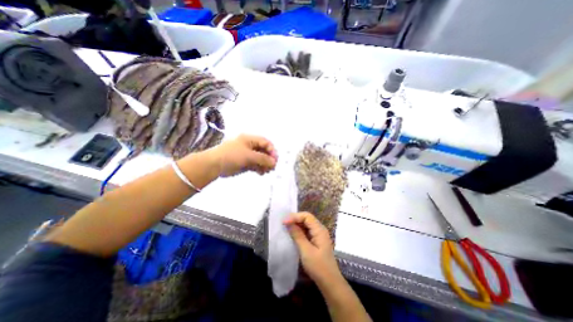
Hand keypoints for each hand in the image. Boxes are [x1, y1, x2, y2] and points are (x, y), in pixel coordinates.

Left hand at [208, 134, 278, 177]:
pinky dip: (260, 169)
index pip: (265, 142)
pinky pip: (256, 165)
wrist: (214, 165)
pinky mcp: (245, 163)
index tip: (275, 160)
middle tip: (272, 167)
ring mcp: (248, 155)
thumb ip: (263, 158)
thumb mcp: (249, 155)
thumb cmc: (232, 155)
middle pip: (264, 151)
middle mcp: (250, 146)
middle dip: (269, 159)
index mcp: (250, 139)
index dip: (271, 150)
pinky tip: (261, 173)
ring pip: (260, 159)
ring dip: (265, 165)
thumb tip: (274, 162)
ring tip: (267, 171)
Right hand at [284, 212, 341, 284]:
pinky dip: (299, 230)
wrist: (330, 282)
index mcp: (319, 230)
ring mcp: (319, 235)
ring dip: (296, 224)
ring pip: (306, 224)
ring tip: (286, 227)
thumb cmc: (318, 267)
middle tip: (283, 223)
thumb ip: (297, 235)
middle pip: (307, 218)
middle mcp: (320, 229)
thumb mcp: (306, 251)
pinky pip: (307, 231)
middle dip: (295, 219)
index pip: (307, 216)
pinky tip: (292, 233)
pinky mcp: (316, 240)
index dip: (295, 216)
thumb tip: (288, 223)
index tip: (284, 222)